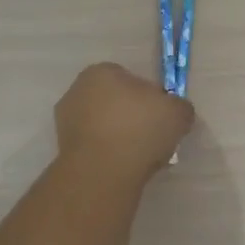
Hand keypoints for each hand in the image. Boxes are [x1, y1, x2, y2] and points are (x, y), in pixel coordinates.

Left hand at [53, 63, 194, 187]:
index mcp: (101, 72)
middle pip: (115, 102)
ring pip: (104, 126)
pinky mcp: (63, 150)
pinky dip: (108, 155)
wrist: (102, 173)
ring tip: (141, 158)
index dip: (150, 98)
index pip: (131, 79)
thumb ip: (180, 107)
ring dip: (120, 138)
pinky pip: (95, 148)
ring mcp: (66, 122)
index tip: (162, 117)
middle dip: (132, 117)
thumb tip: (177, 112)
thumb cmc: (139, 129)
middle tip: (153, 138)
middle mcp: (77, 91)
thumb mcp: (178, 112)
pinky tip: (124, 169)